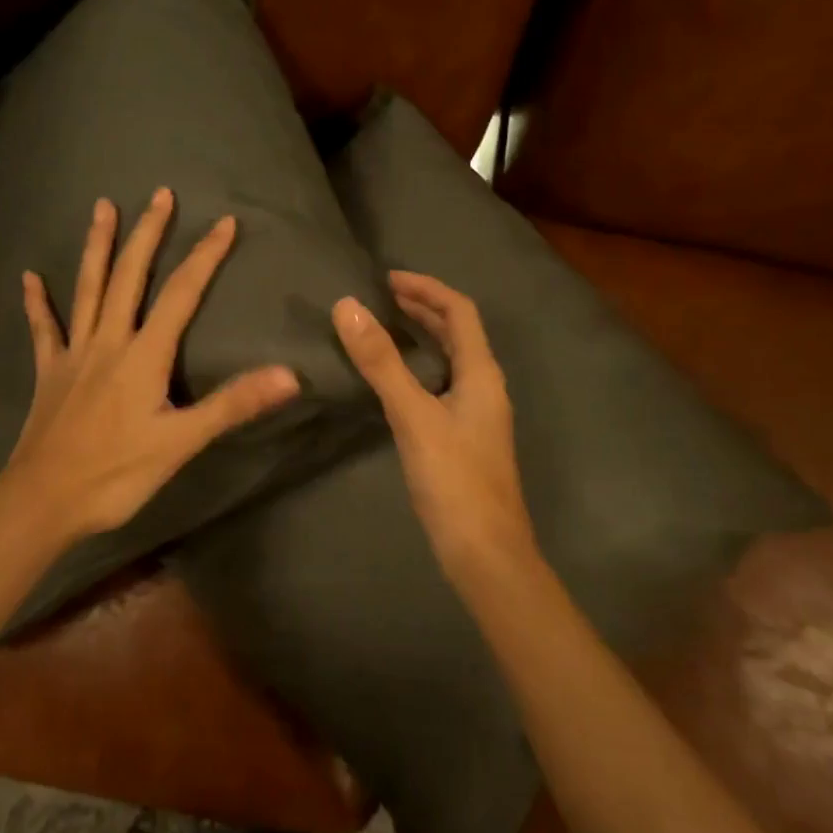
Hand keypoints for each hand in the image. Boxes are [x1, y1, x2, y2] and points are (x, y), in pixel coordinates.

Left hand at [0, 187, 301, 549]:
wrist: (43, 500)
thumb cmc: (115, 474)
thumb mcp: (181, 443)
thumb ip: (232, 405)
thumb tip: (289, 375)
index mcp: (143, 355)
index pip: (180, 295)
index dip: (204, 257)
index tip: (224, 222)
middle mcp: (108, 342)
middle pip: (129, 277)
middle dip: (147, 234)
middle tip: (159, 194)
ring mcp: (74, 354)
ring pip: (86, 290)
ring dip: (97, 247)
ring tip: (102, 208)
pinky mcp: (49, 373)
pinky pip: (43, 330)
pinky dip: (37, 303)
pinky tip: (29, 278)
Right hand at [332, 273, 537, 578]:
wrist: (484, 553)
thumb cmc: (454, 480)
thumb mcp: (413, 415)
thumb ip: (381, 363)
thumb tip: (348, 306)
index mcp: (482, 374)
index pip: (460, 312)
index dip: (427, 288)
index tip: (387, 279)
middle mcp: (484, 387)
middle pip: (458, 333)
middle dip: (423, 309)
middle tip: (381, 298)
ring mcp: (475, 415)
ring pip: (450, 360)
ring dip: (422, 337)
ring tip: (383, 327)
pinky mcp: (462, 438)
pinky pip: (440, 385)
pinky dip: (417, 368)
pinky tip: (393, 382)